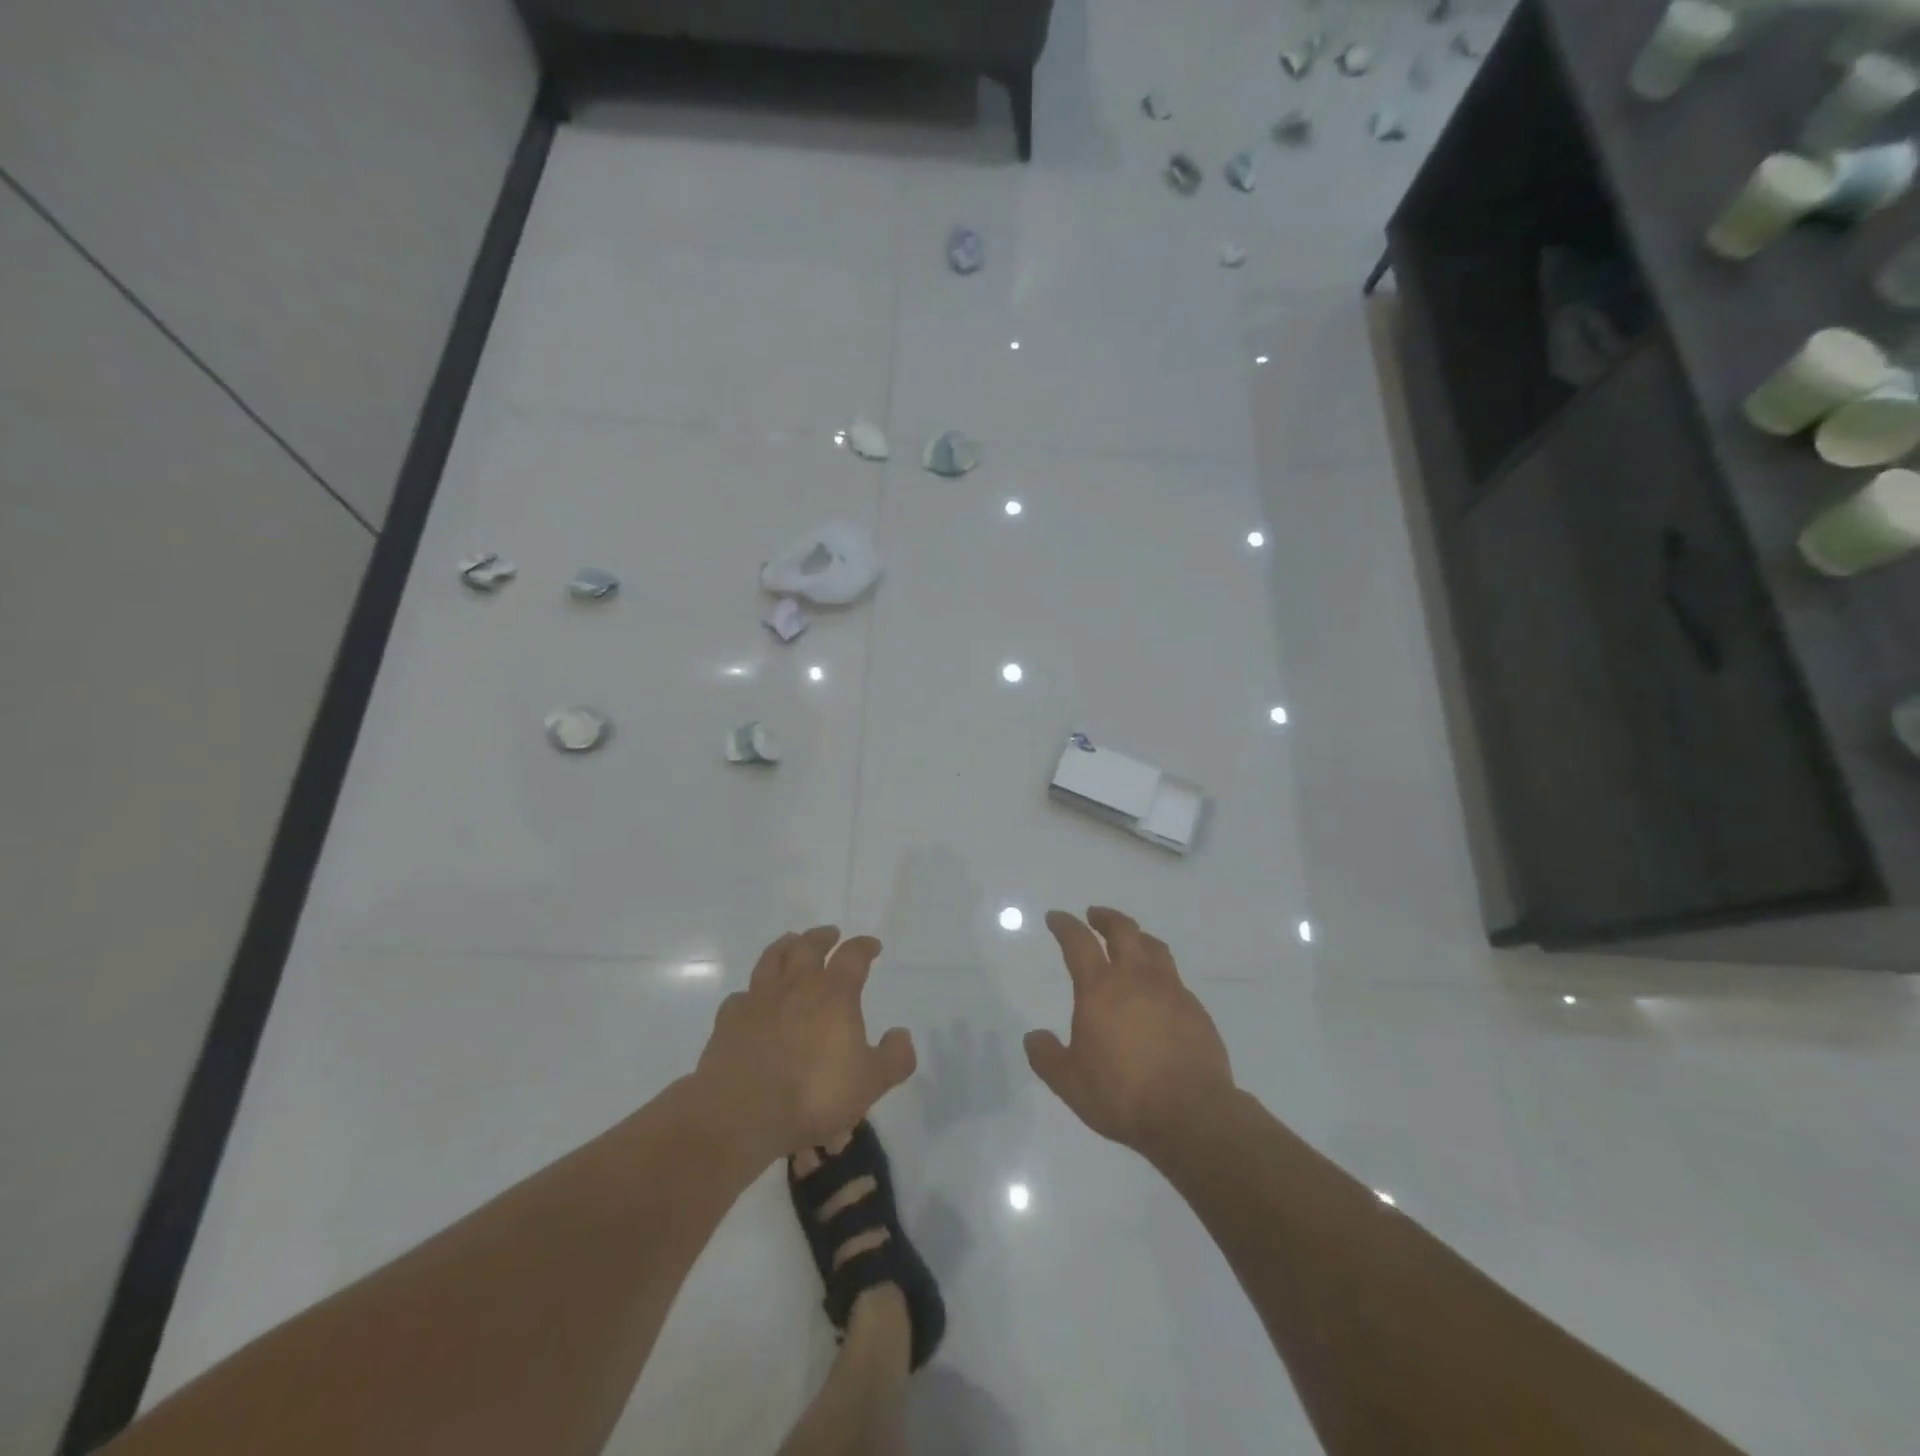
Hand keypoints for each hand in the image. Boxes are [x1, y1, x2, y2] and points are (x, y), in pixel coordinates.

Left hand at [697, 926, 915, 1155]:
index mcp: (834, 993)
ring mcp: (759, 999)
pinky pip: (741, 996)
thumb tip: (902, 1034)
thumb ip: (894, 1057)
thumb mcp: (871, 1082)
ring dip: (785, 946)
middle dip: (822, 937)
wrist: (744, 1114)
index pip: (853, 956)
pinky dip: (750, 993)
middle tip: (831, 934)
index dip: (864, 947)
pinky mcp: (729, 1020)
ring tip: (791, 942)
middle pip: (809, 946)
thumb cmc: (815, 1095)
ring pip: (771, 959)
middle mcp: (796, 985)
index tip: (872, 946)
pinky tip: (752, 1000)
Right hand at [1025, 908, 1234, 1158]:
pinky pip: (1174, 977)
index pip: (1078, 942)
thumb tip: (1033, 1037)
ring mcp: (1171, 991)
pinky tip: (1157, 989)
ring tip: (1130, 940)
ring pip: (1153, 947)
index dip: (1065, 925)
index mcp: (1100, 989)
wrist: (1192, 1114)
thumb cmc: (1123, 1095)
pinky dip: (1159, 971)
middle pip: (1123, 930)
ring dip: (1137, 936)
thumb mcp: (1070, 1083)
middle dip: (1106, 918)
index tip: (1056, 917)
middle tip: (1094, 915)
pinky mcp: (1196, 1009)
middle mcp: (1136, 979)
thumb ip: (1047, 1057)